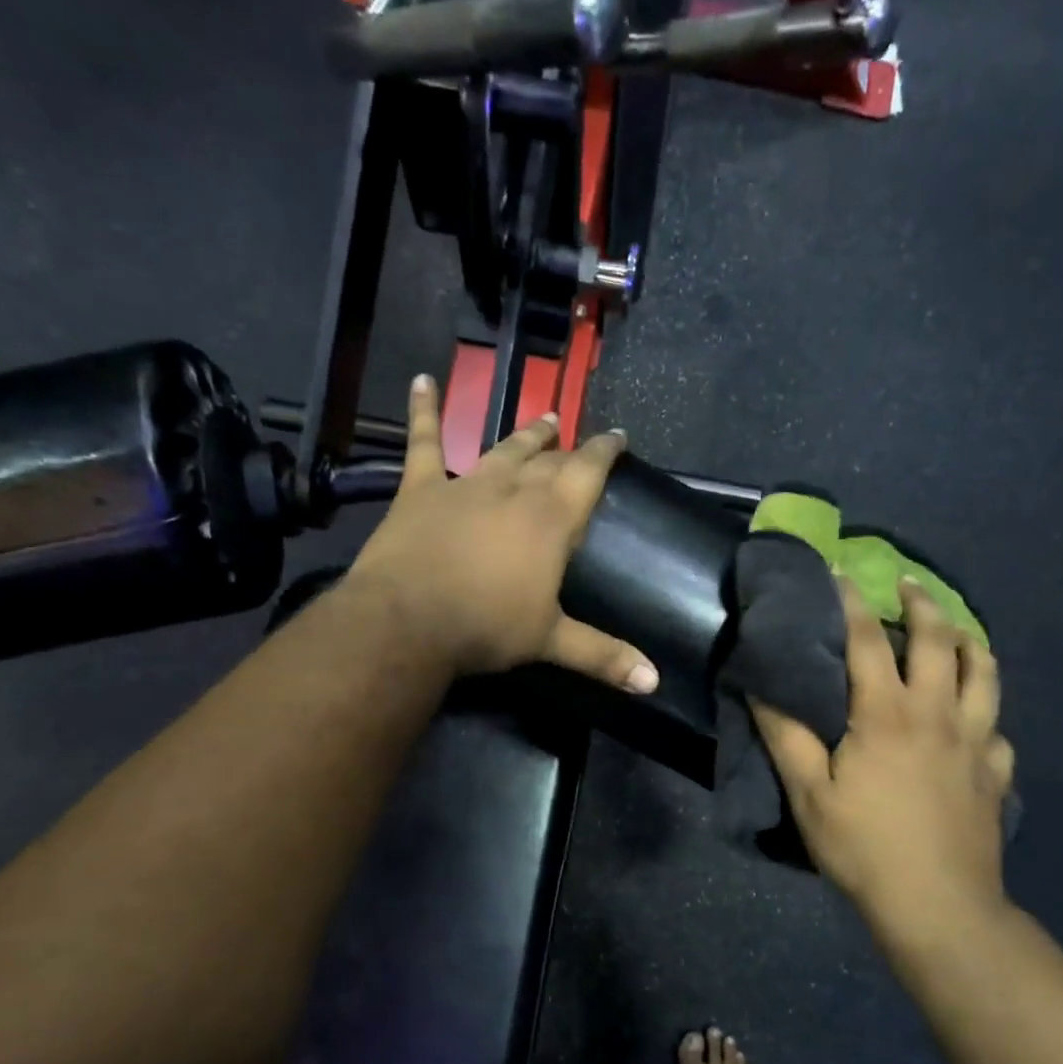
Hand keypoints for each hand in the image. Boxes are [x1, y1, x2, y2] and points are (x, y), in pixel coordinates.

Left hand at [344, 375, 659, 690]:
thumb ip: (604, 656)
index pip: (588, 473)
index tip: (618, 436)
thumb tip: (654, 683)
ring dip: (524, 435)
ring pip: (502, 449)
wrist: (408, 621)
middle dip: (566, 448)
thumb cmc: (487, 627)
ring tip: (542, 419)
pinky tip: (422, 380)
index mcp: (551, 519)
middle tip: (576, 437)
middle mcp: (513, 490)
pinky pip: (423, 443)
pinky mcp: (421, 489)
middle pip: (547, 460)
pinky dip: (423, 410)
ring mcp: (465, 484)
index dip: (605, 451)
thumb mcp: (550, 641)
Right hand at [753, 577, 1014, 942]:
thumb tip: (760, 688)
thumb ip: (785, 736)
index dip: (851, 602)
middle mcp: (937, 714)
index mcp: (887, 713)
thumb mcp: (808, 793)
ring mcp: (975, 742)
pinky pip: (997, 728)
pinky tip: (974, 719)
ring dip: (969, 643)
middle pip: (939, 642)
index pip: (868, 640)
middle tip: (907, 585)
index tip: (840, 574)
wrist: (939, 907)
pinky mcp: (996, 774)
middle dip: (923, 604)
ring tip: (957, 633)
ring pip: (984, 674)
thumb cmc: (864, 846)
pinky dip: (984, 711)